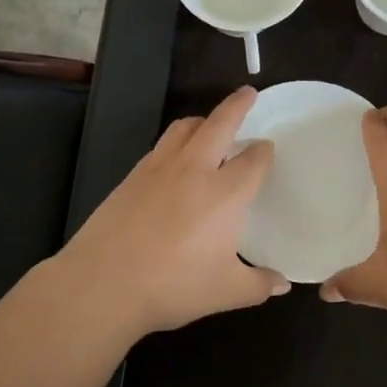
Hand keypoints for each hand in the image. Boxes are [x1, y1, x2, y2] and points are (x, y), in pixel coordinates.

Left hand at [51, 86, 286, 335]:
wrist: (104, 282)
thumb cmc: (173, 286)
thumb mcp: (226, 292)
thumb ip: (258, 284)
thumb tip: (283, 284)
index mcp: (226, 192)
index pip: (253, 159)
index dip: (264, 152)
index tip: (267, 149)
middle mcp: (195, 169)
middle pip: (220, 123)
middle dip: (238, 105)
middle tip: (248, 93)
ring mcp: (160, 167)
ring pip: (185, 127)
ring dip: (204, 119)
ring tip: (210, 124)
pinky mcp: (133, 175)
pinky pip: (162, 145)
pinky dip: (177, 140)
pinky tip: (176, 159)